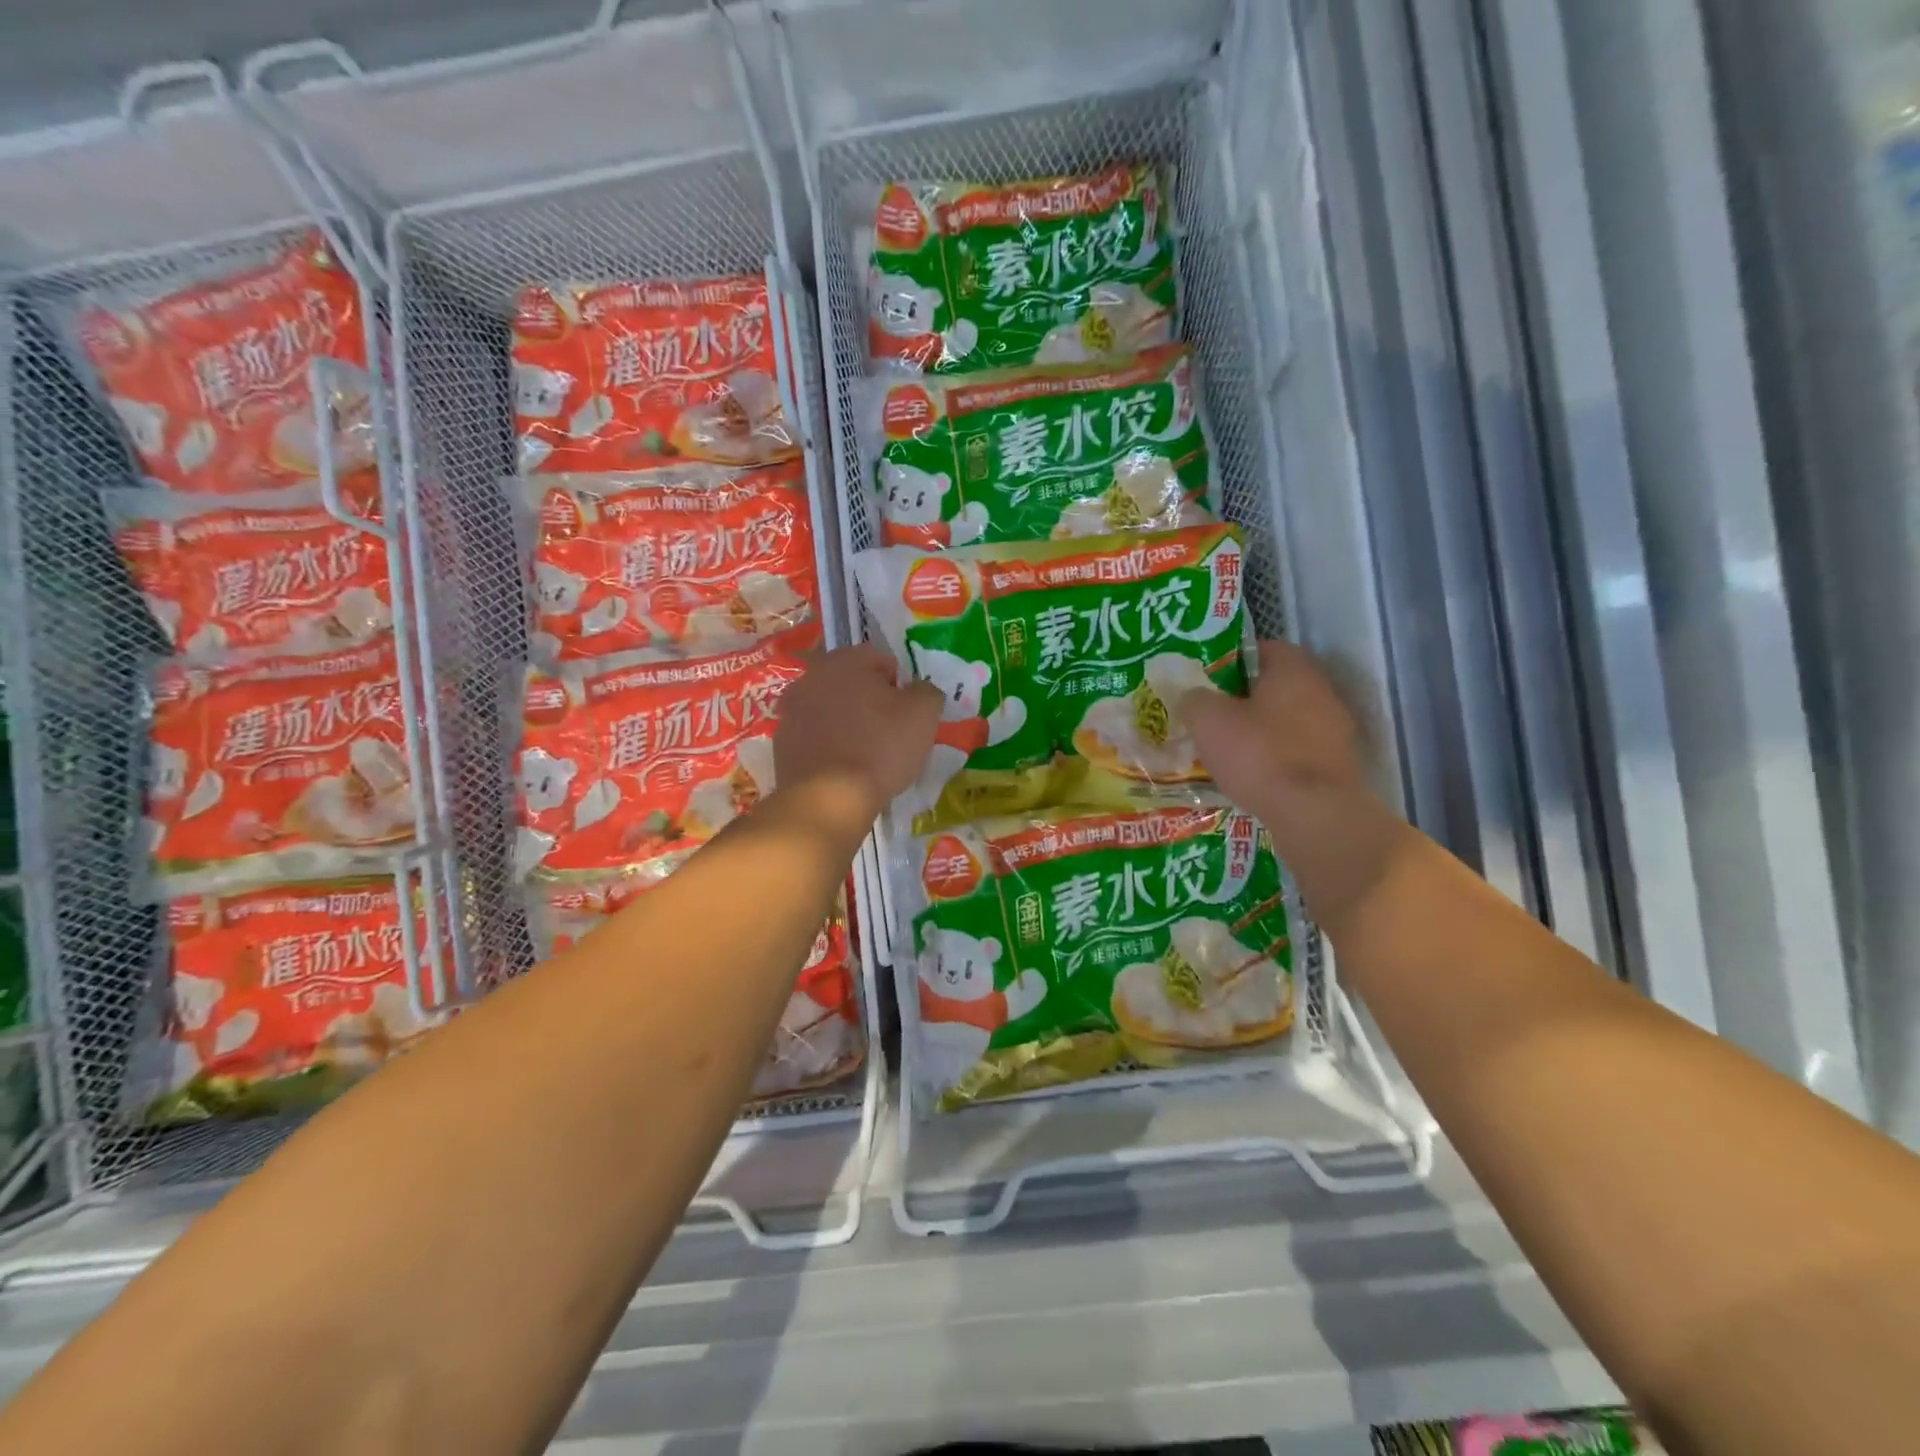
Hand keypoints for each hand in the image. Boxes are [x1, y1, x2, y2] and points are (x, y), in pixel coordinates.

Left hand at [774, 645, 942, 823]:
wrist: (828, 799)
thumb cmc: (880, 748)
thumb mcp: (923, 714)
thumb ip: (926, 691)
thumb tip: (919, 690)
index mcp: (844, 660)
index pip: (881, 659)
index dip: (900, 684)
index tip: (908, 713)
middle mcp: (811, 677)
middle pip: (851, 683)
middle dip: (870, 701)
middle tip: (890, 732)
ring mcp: (790, 710)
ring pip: (830, 709)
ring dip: (847, 722)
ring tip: (866, 753)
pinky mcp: (781, 743)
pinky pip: (814, 736)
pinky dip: (829, 745)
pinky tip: (843, 768)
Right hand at [1177, 641, 1397, 923]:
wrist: (1313, 814)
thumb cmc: (1258, 754)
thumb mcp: (1207, 720)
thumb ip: (1194, 699)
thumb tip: (1191, 696)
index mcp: (1294, 670)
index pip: (1264, 648)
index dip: (1233, 660)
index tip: (1208, 679)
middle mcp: (1322, 692)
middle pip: (1277, 686)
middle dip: (1245, 699)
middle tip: (1212, 715)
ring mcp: (1335, 731)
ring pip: (1288, 721)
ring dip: (1261, 731)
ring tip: (1227, 749)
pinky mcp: (1337, 766)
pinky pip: (1298, 752)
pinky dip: (1276, 759)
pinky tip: (1252, 776)